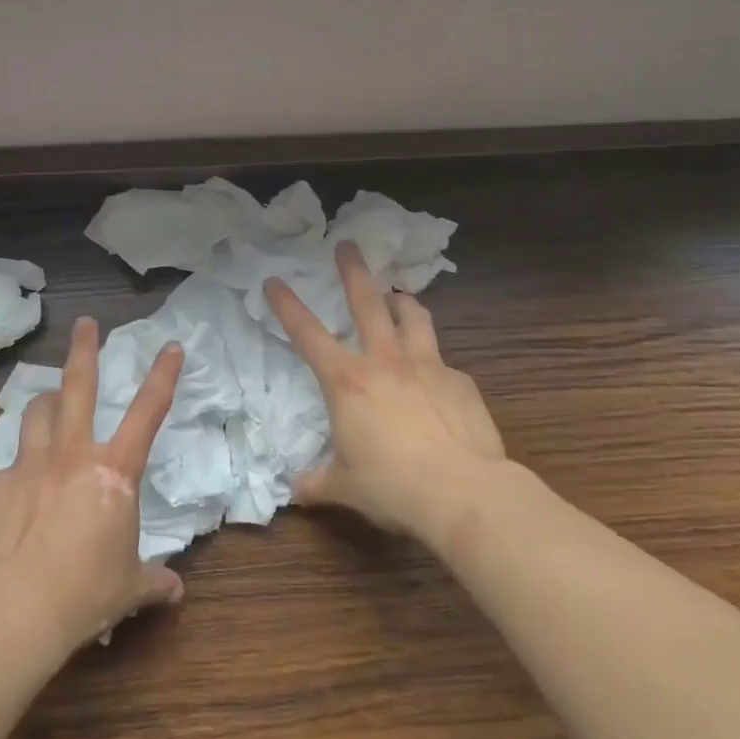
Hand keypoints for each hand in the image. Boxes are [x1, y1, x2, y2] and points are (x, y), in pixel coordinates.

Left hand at [0, 316, 185, 651]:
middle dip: (84, 349)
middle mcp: (72, 455)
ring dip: (45, 402)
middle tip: (85, 324)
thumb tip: (175, 590)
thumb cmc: (85, 593)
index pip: (148, 412)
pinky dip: (16, 463)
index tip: (171, 346)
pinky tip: (15, 484)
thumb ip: (153, 581)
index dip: (163, 375)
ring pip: (36, 412)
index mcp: (114, 472)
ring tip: (49, 402)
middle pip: (78, 386)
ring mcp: (29, 465)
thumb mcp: (129, 588)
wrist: (14, 609)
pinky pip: (6, 461)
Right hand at [264, 242, 512, 542]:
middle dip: (354, 271)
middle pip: (368, 302)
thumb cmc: (393, 488)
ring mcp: (427, 366)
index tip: (274, 280)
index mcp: (347, 382)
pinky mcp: (461, 381)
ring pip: (414, 316)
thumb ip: (317, 483)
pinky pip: (443, 361)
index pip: (308, 334)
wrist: (464, 493)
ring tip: (399, 295)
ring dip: (402, 301)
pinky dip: (433, 360)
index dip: (288, 305)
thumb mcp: (345, 488)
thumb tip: (296, 491)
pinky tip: (436, 379)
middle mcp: (385, 362)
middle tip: (348, 245)